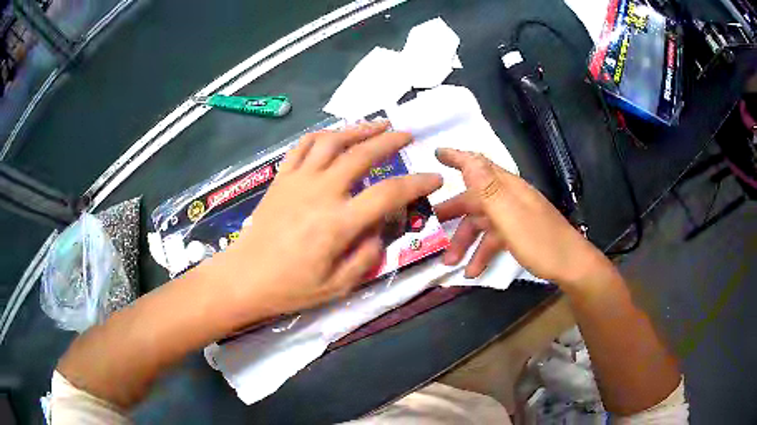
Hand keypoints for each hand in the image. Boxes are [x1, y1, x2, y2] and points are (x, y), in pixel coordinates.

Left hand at [203, 122, 441, 324]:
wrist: (244, 278)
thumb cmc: (290, 287)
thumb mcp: (338, 286)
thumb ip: (367, 256)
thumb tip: (379, 229)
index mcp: (338, 223)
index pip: (388, 194)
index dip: (416, 183)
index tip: (434, 179)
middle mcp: (320, 192)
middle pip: (361, 155)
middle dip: (390, 141)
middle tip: (407, 135)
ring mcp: (298, 181)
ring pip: (332, 141)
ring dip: (358, 129)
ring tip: (378, 125)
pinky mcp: (281, 178)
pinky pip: (302, 146)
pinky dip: (322, 135)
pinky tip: (334, 134)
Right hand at [434, 148, 609, 285]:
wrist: (571, 266)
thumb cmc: (540, 241)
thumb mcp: (510, 216)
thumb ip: (487, 188)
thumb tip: (468, 159)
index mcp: (508, 188)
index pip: (479, 164)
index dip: (457, 157)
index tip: (436, 153)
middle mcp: (510, 198)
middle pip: (475, 199)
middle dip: (451, 212)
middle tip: (429, 225)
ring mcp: (515, 217)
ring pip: (481, 223)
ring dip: (464, 241)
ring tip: (449, 263)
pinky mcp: (519, 234)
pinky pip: (493, 239)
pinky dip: (481, 253)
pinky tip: (473, 272)